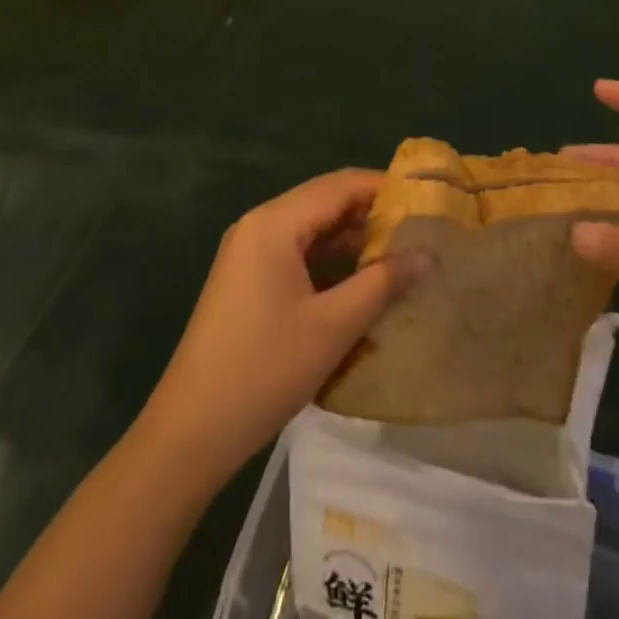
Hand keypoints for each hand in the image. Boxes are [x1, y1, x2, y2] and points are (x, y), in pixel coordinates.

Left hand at [139, 170, 427, 480]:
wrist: (190, 432)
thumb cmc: (264, 370)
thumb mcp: (333, 326)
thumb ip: (383, 283)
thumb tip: (428, 255)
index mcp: (274, 223)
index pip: (339, 185)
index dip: (383, 188)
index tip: (426, 198)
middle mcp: (259, 225)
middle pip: (324, 202)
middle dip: (370, 212)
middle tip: (419, 226)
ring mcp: (249, 253)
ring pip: (311, 229)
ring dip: (351, 238)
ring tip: (399, 251)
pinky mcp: (247, 280)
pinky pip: (296, 253)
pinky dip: (329, 260)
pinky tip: (360, 280)